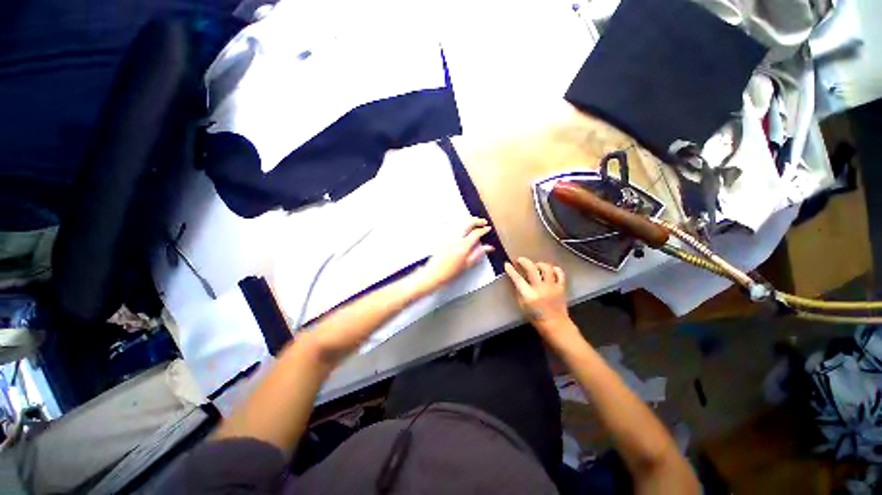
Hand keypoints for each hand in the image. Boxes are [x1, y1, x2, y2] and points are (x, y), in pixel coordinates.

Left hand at [417, 218, 494, 292]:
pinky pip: (452, 226)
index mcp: (463, 246)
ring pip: (460, 222)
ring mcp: (447, 237)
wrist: (433, 274)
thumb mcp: (467, 265)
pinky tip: (462, 225)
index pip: (476, 233)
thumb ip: (478, 254)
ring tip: (474, 222)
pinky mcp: (442, 238)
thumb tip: (487, 248)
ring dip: (468, 220)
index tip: (487, 229)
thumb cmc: (449, 273)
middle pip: (468, 223)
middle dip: (477, 220)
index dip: (484, 230)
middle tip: (483, 222)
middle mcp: (455, 239)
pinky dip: (459, 223)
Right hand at [505, 257, 578, 343]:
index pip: (518, 279)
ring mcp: (552, 287)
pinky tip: (549, 270)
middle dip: (524, 261)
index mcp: (529, 295)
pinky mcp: (561, 287)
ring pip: (546, 268)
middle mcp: (541, 289)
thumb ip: (519, 291)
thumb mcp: (522, 305)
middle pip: (532, 269)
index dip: (511, 270)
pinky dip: (554, 269)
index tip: (507, 264)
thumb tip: (515, 279)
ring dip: (539, 264)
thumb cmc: (535, 317)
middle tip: (520, 260)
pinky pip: (560, 273)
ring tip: (535, 266)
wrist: (555, 325)